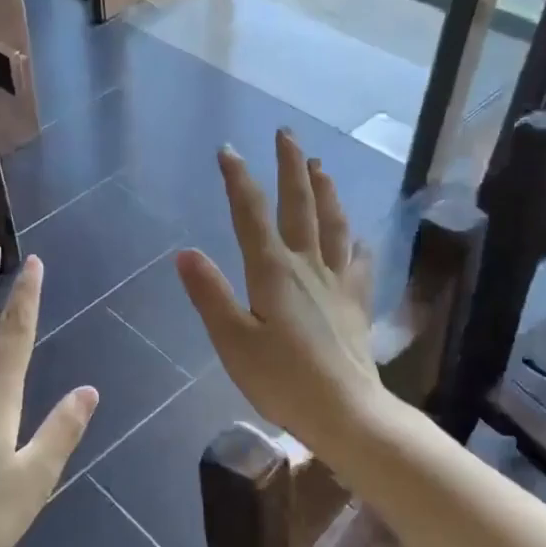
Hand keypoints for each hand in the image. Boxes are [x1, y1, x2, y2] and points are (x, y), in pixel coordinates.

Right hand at [176, 130, 384, 452]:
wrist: (346, 412)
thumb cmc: (282, 380)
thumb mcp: (233, 340)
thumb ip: (210, 294)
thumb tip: (185, 252)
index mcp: (273, 272)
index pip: (252, 214)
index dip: (240, 179)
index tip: (229, 150)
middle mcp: (308, 267)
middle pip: (301, 206)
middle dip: (291, 167)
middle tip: (287, 134)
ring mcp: (337, 284)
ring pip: (334, 225)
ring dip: (326, 191)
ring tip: (321, 166)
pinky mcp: (355, 305)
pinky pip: (359, 263)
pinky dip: (357, 243)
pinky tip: (359, 237)